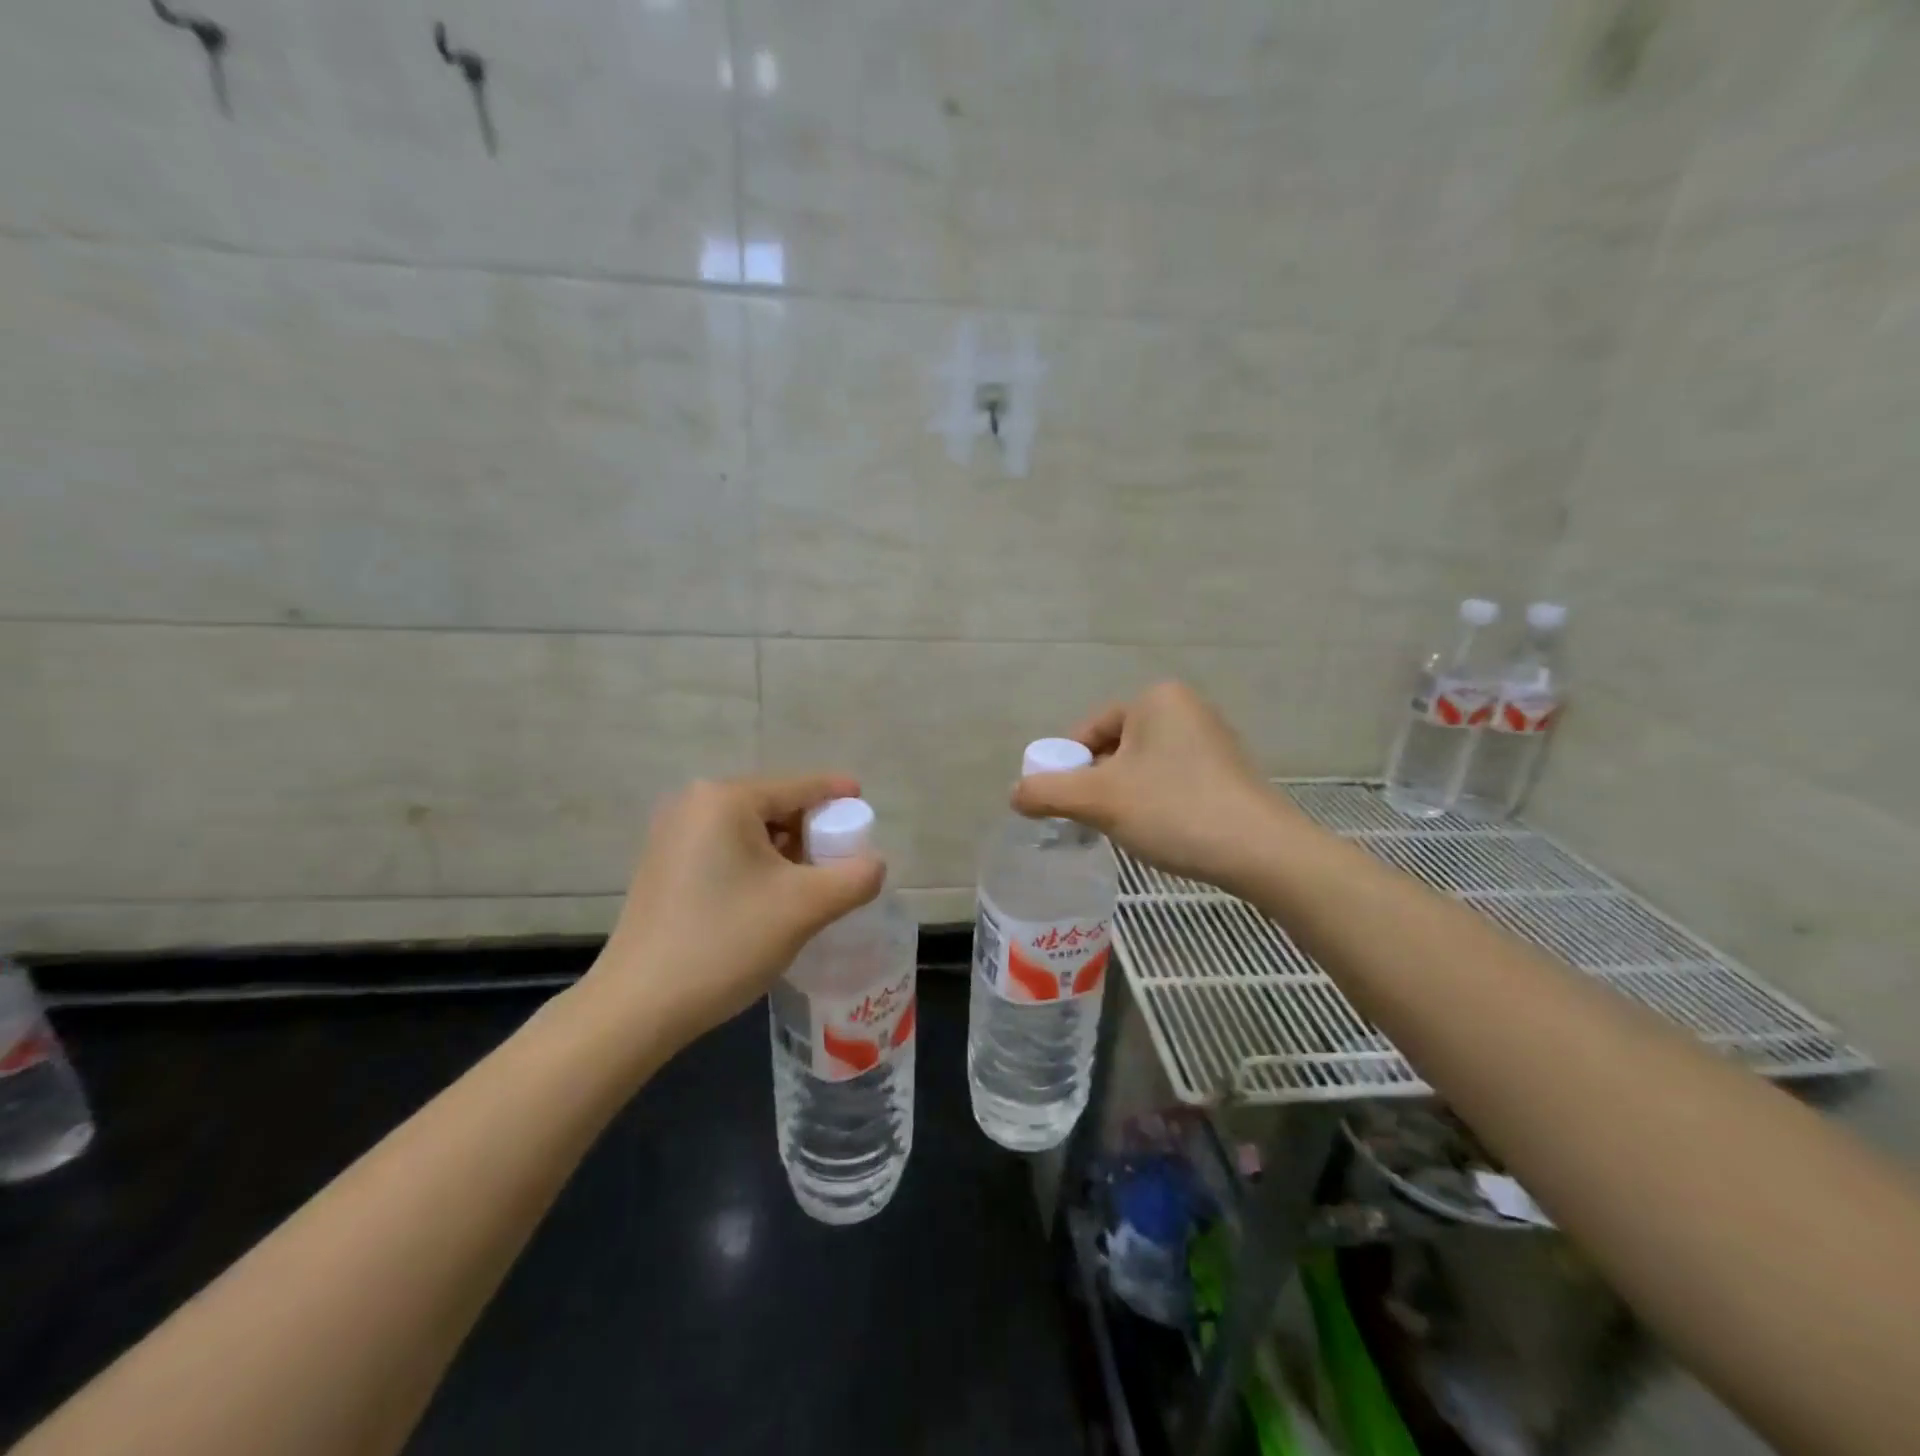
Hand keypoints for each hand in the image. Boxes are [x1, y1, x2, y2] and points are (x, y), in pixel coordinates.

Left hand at [583, 775, 884, 1045]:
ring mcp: (671, 836)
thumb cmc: (725, 942)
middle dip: (812, 831)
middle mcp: (692, 805)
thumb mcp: (804, 907)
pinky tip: (771, 898)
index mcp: (724, 800)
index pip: (798, 787)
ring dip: (786, 852)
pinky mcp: (663, 866)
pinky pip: (725, 850)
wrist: (638, 1007)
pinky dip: (756, 865)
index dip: (837, 795)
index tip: (866, 803)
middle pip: (774, 807)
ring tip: (811, 885)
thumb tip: (874, 864)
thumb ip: (854, 877)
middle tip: (841, 861)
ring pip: (750, 831)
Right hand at [1012, 682, 1298, 892]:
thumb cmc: (1174, 810)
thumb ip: (1047, 792)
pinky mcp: (1226, 772)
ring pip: (1142, 768)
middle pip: (1114, 748)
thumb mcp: (1098, 800)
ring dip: (1122, 797)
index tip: (1060, 804)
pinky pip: (1170, 780)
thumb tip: (1015, 794)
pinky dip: (1153, 803)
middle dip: (1096, 785)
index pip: (1089, 730)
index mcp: (1156, 699)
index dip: (1066, 768)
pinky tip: (1157, 832)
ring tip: (1122, 830)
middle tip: (1089, 821)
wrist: (1261, 853)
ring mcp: (1211, 740)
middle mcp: (1185, 708)